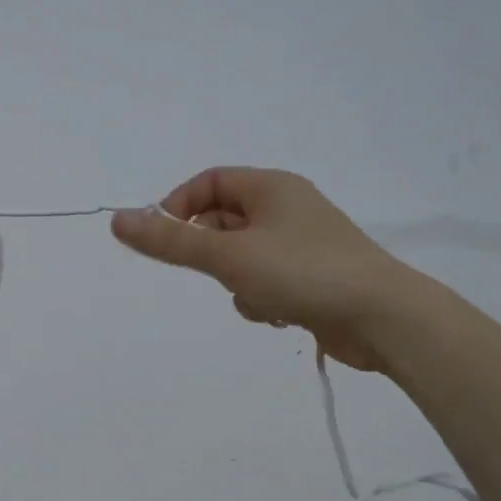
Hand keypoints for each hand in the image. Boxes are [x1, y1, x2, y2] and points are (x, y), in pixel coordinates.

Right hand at [111, 167, 421, 373]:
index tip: (163, 239)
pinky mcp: (313, 277)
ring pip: (241, 257)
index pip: (209, 182)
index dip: (179, 207)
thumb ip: (171, 241)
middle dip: (212, 253)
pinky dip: (262, 297)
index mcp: (271, 186)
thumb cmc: (303, 272)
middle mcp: (287, 207)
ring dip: (237, 282)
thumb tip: (117, 220)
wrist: (384, 318)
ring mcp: (302, 244)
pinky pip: (266, 279)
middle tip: (217, 273)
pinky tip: (280, 315)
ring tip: (258, 297)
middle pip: (223, 221)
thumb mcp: (228, 256)